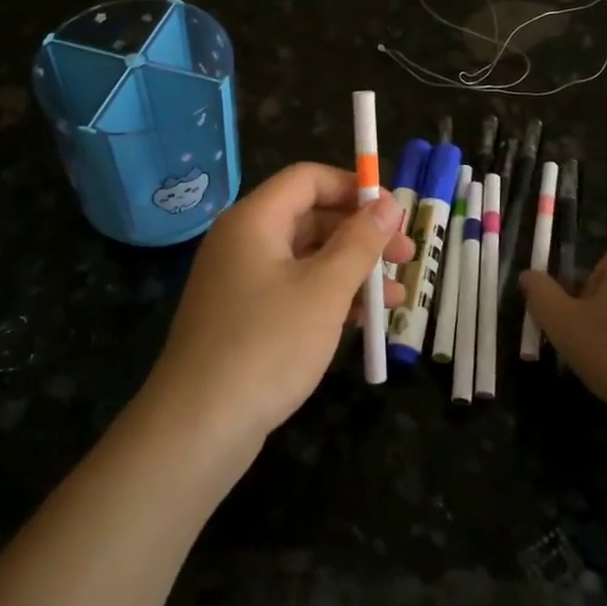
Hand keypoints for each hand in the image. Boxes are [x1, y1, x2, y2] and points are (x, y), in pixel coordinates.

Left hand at [143, 163, 410, 449]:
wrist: (199, 427)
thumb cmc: (267, 344)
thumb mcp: (325, 289)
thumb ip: (360, 241)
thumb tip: (389, 202)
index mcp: (255, 220)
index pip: (308, 179)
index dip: (353, 187)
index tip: (394, 211)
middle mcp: (244, 241)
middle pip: (310, 217)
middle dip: (362, 235)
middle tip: (407, 256)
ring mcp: (241, 282)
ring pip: (307, 259)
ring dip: (353, 271)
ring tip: (398, 298)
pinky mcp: (244, 318)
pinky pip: (294, 291)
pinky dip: (330, 299)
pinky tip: (364, 321)